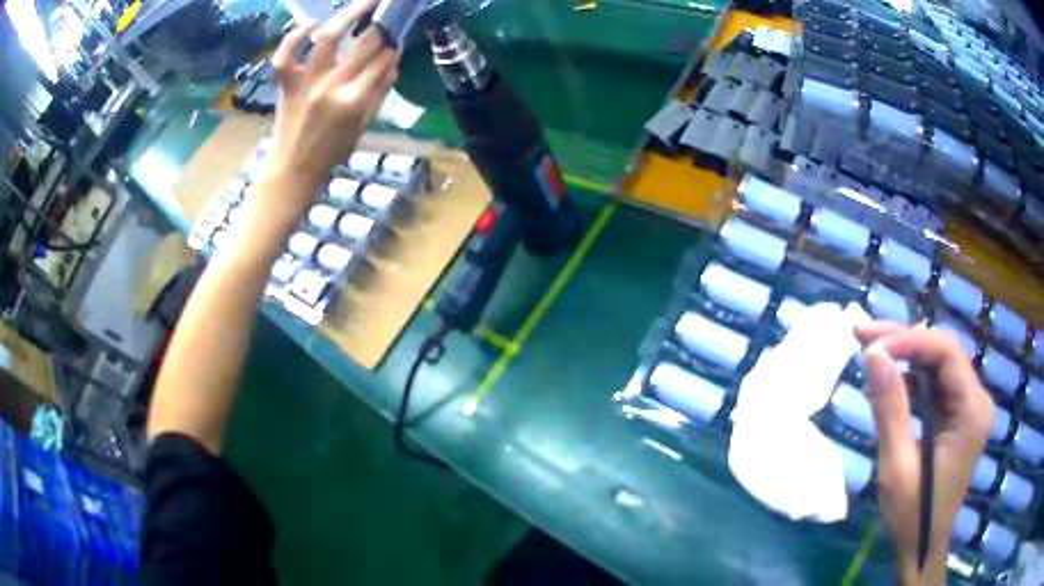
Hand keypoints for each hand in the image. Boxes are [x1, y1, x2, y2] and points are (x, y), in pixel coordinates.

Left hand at [257, 1, 398, 218]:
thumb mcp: (363, 125)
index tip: (398, 35)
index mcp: (353, 101)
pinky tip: (311, 25)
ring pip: (329, 38)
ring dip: (349, 14)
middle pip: (363, 45)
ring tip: (365, 3)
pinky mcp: (285, 83)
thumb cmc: (331, 152)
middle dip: (381, 26)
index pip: (382, 61)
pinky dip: (295, 36)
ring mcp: (305, 83)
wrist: (292, 170)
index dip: (393, 45)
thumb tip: (395, 59)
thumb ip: (380, 91)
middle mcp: (330, 87)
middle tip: (388, 14)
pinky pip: (286, 55)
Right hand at [855, 322, 993, 584]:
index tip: (870, 343)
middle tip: (863, 334)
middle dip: (904, 341)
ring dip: (905, 357)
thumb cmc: (912, 516)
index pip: (946, 352)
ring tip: (870, 356)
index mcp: (972, 411)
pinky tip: (888, 386)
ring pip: (939, 363)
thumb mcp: (896, 466)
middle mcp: (977, 399)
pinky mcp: (959, 415)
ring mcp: (970, 406)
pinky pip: (936, 384)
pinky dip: (911, 380)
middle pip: (943, 351)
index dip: (909, 340)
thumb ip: (890, 408)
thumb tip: (873, 353)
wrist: (922, 548)